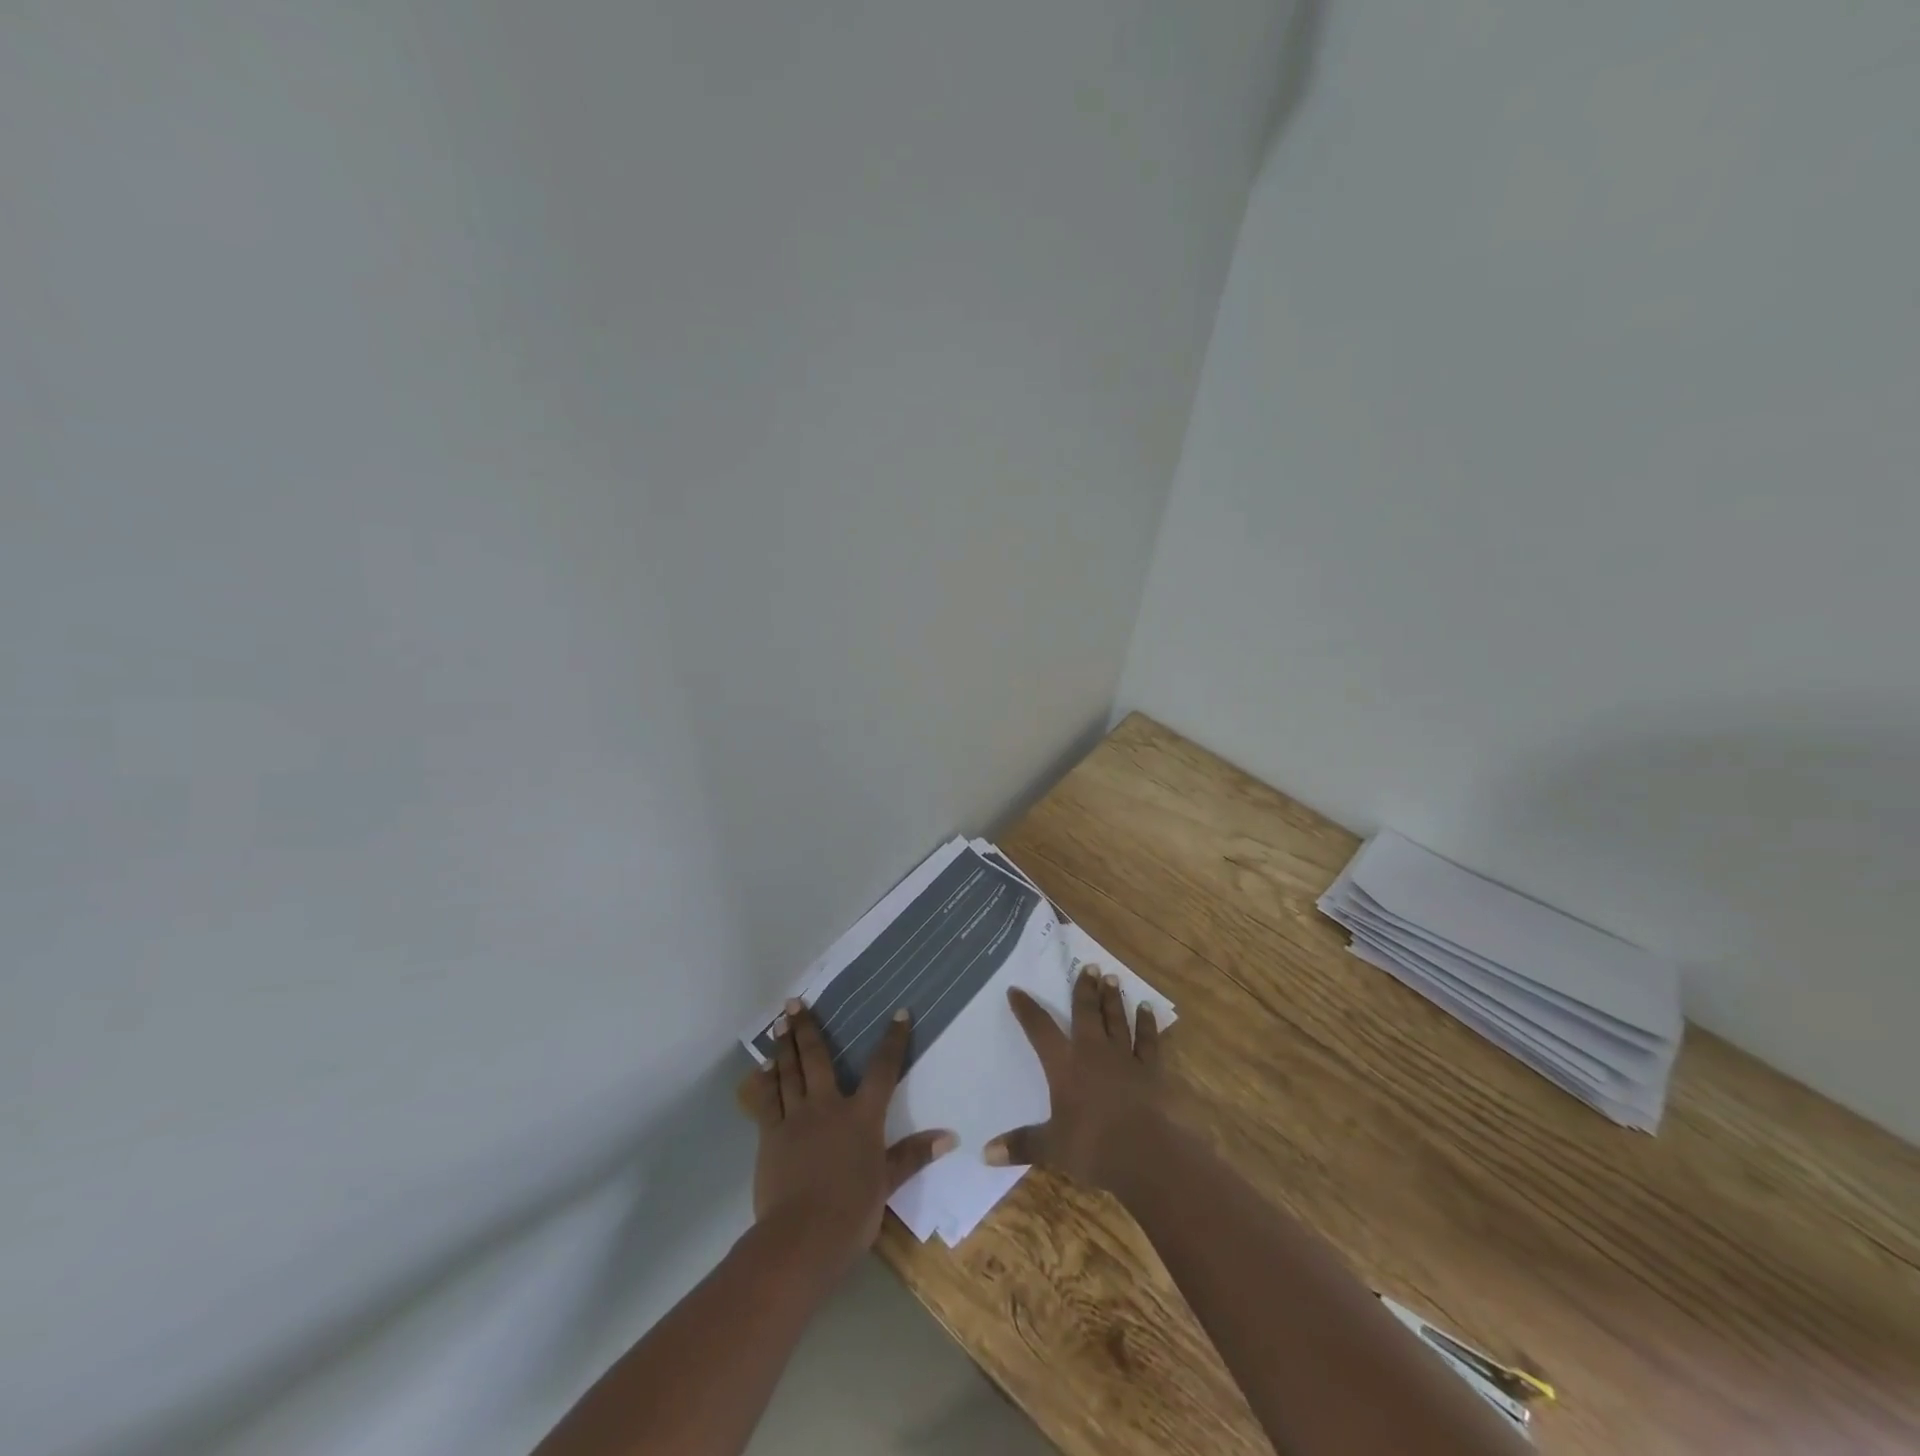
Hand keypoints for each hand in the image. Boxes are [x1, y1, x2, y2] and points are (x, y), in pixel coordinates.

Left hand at [740, 999, 956, 1277]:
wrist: (802, 1237)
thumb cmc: (852, 1211)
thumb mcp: (887, 1182)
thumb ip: (913, 1154)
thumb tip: (950, 1136)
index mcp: (861, 1116)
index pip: (882, 1070)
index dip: (893, 1040)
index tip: (899, 1013)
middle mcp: (828, 1106)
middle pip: (818, 1058)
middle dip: (808, 1028)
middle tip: (795, 1001)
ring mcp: (796, 1118)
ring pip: (789, 1072)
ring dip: (784, 1045)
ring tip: (780, 1020)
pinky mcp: (770, 1136)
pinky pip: (767, 1101)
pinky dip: (765, 1081)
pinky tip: (763, 1067)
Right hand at [984, 965, 1166, 1190]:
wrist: (1144, 1153)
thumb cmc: (1092, 1146)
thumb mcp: (1051, 1147)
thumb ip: (1020, 1145)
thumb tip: (984, 1154)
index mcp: (1064, 1065)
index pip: (1040, 1029)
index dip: (1027, 1009)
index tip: (1017, 990)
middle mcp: (1092, 1051)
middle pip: (1086, 1012)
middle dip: (1084, 988)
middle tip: (1089, 966)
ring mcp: (1123, 1057)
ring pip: (1116, 1019)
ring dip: (1112, 998)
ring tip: (1112, 977)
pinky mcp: (1149, 1070)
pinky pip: (1148, 1040)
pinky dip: (1147, 1023)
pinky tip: (1147, 1009)